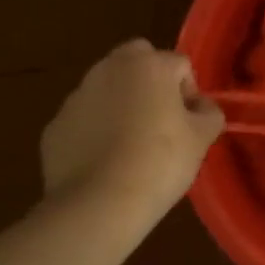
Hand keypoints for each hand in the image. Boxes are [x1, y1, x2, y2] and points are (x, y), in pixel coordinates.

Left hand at [40, 40, 224, 236]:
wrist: (98, 204)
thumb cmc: (159, 163)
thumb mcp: (201, 139)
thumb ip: (209, 114)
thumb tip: (202, 108)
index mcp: (148, 65)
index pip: (179, 64)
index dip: (189, 92)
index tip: (189, 124)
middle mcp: (109, 68)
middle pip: (137, 60)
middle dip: (150, 80)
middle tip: (159, 119)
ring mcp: (77, 95)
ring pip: (106, 88)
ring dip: (120, 104)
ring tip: (130, 146)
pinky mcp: (56, 124)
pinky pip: (84, 119)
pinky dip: (94, 131)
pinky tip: (104, 163)